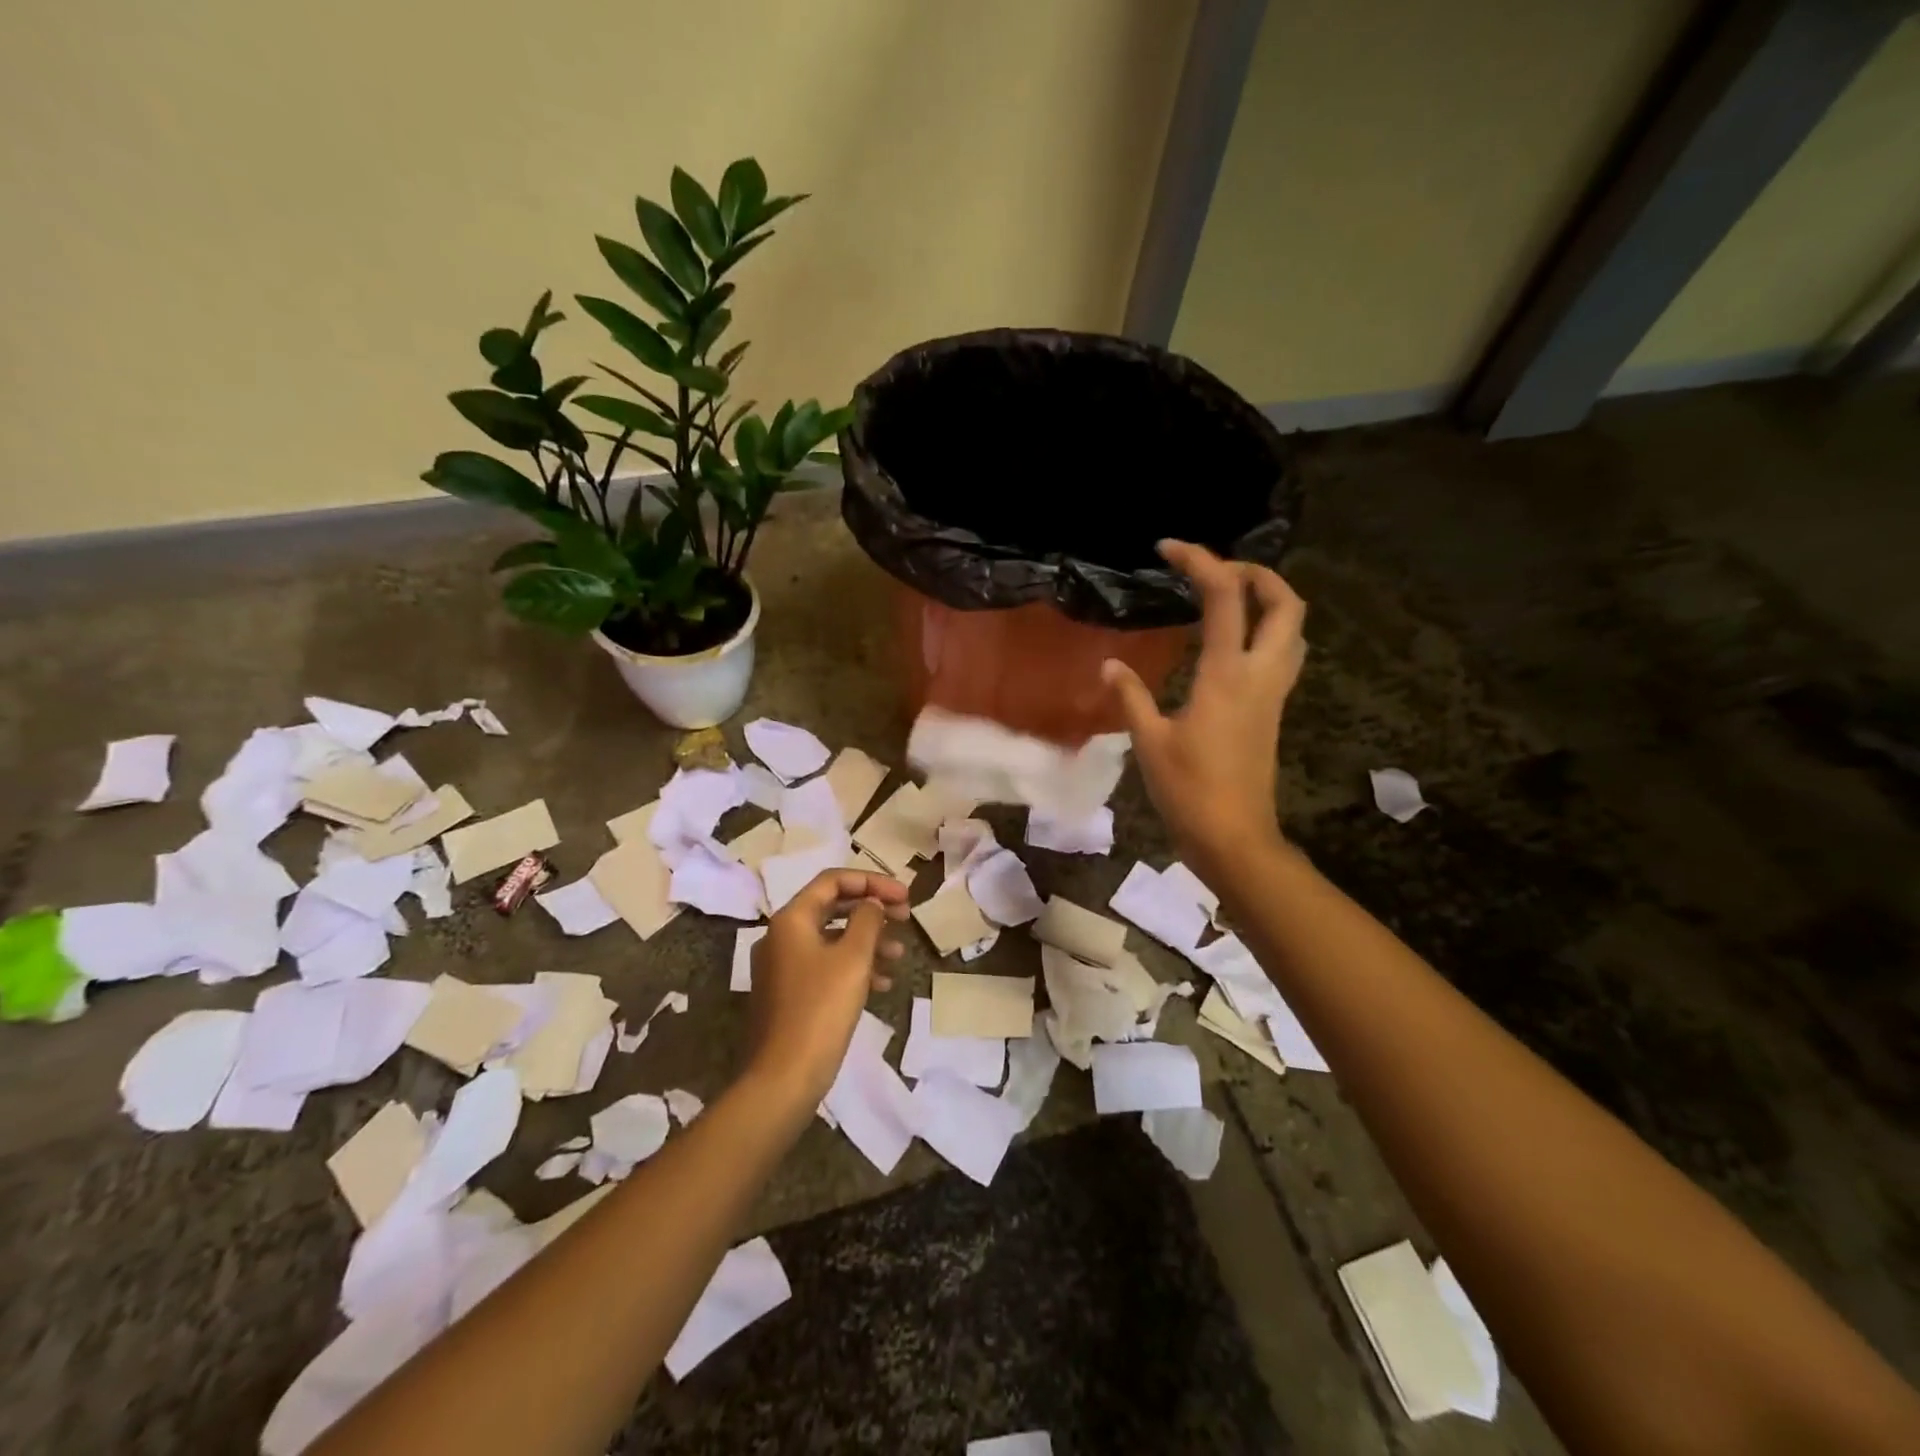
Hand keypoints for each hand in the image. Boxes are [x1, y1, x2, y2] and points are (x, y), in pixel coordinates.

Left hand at [745, 869, 908, 1105]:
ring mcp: (783, 966)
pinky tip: (882, 983)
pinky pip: (825, 965)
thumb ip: (867, 921)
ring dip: (867, 940)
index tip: (905, 896)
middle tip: (906, 917)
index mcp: (791, 919)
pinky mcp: (789, 993)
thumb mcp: (853, 959)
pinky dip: (853, 966)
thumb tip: (872, 903)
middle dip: (872, 910)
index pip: (833, 881)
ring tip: (899, 954)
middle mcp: (782, 936)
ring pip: (832, 938)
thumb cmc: (821, 1009)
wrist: (784, 1077)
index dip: (872, 882)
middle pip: (833, 907)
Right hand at [1103, 540, 1306, 887]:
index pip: (1225, 596)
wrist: (1234, 837)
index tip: (1169, 548)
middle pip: (1285, 604)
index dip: (1200, 561)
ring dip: (1269, 601)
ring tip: (1228, 599)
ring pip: (1293, 629)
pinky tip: (1228, 644)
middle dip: (1258, 574)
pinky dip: (1264, 631)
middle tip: (1217, 571)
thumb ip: (1130, 696)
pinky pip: (1282, 654)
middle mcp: (1260, 674)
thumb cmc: (1188, 790)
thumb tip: (1110, 665)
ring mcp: (1273, 694)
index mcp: (1227, 674)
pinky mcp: (1272, 712)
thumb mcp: (1149, 741)